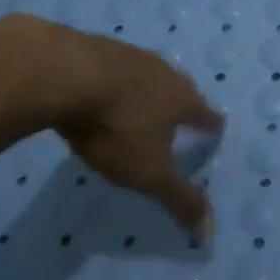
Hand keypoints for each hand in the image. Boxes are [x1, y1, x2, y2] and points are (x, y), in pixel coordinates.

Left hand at [47, 28, 224, 229]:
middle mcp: (165, 73)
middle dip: (182, 104)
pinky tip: (103, 90)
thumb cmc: (116, 127)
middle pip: (181, 89)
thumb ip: (179, 199)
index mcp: (183, 100)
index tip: (216, 129)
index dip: (211, 126)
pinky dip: (116, 81)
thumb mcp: (149, 172)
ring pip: (149, 75)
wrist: (63, 73)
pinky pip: (116, 67)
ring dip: (148, 90)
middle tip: (180, 117)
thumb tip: (209, 233)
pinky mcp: (98, 47)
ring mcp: (131, 56)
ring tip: (142, 105)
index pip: (207, 115)